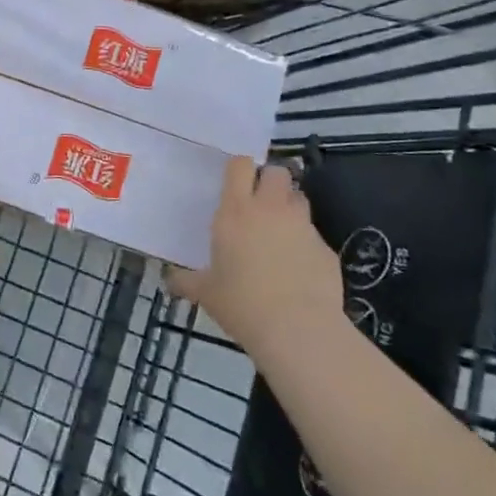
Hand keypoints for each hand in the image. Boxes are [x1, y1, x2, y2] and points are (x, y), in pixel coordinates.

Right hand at [167, 159, 341, 345]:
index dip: (239, 169)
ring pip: (299, 198)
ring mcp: (303, 227)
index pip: (240, 165)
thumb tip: (169, 281)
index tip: (234, 183)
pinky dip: (305, 243)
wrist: (297, 329)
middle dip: (270, 180)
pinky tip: (297, 268)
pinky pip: (314, 235)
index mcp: (236, 211)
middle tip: (258, 203)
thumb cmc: (241, 303)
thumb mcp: (205, 292)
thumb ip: (186, 281)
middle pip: (277, 172)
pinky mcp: (326, 249)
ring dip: (289, 207)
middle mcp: (271, 210)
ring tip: (278, 231)